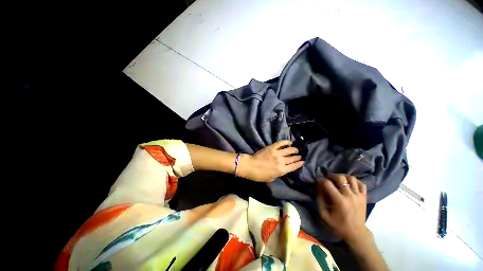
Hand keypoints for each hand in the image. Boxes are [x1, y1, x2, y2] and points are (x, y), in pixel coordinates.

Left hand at [238, 140, 304, 181]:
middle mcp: (282, 161)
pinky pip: (281, 143)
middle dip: (298, 156)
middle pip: (293, 158)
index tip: (303, 161)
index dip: (299, 163)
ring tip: (296, 149)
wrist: (251, 166)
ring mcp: (277, 153)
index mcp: (282, 170)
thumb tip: (282, 169)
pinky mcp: (272, 147)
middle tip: (300, 155)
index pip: (294, 166)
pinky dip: (286, 142)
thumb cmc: (260, 175)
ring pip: (289, 150)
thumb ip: (278, 174)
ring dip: (294, 149)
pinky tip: (289, 142)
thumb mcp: (271, 178)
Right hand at [316, 173, 370, 244]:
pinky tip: (349, 183)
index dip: (321, 180)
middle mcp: (349, 196)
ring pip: (351, 178)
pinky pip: (361, 184)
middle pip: (340, 178)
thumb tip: (318, 188)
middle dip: (332, 176)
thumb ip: (319, 200)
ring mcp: (358, 196)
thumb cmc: (338, 225)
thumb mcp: (324, 214)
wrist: (356, 233)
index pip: (328, 184)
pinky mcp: (364, 197)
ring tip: (339, 180)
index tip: (318, 181)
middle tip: (328, 179)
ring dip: (343, 177)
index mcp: (339, 200)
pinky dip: (355, 181)